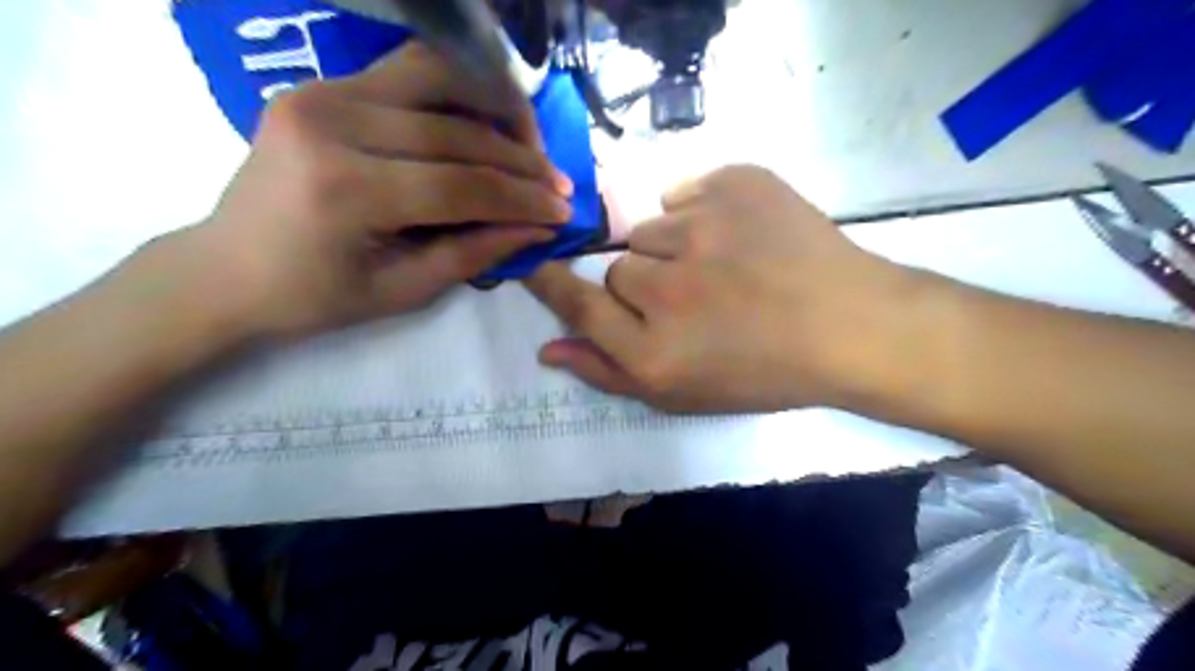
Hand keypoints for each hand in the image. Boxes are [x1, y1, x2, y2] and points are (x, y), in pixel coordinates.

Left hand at [189, 41, 572, 340]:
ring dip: (496, 106)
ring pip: (439, 78)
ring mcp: (322, 92)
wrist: (226, 268)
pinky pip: (409, 71)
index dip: (523, 199)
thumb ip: (474, 253)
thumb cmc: (313, 297)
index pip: (462, 185)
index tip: (565, 211)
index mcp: (346, 190)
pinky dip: (458, 88)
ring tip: (529, 141)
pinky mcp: (322, 84)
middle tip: (559, 183)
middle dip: (521, 161)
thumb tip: (538, 228)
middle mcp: (332, 124)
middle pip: (457, 132)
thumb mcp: (402, 291)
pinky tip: (484, 116)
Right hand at [527, 165, 925, 413]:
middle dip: (645, 281)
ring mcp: (702, 228)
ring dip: (675, 246)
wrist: (850, 326)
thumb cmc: (764, 372)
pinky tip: (740, 234)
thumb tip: (547, 350)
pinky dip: (703, 209)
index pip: (576, 303)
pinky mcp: (735, 185)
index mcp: (653, 350)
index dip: (551, 282)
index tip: (535, 263)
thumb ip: (608, 373)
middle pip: (619, 266)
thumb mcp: (683, 395)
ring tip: (724, 266)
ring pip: (652, 228)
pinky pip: (685, 191)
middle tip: (695, 296)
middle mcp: (667, 289)